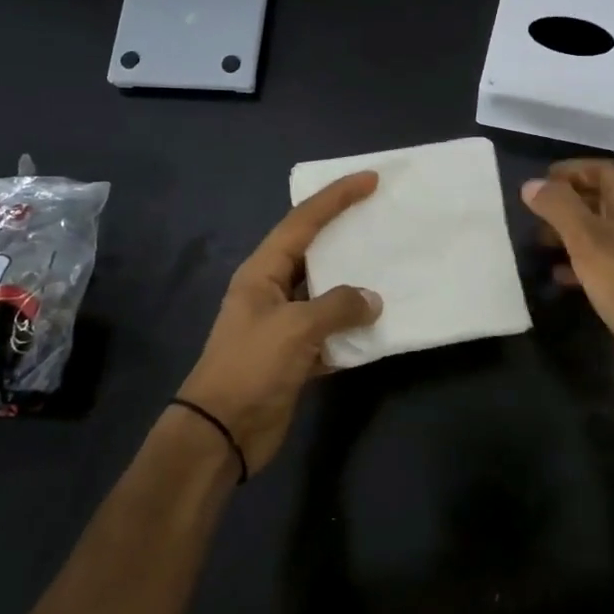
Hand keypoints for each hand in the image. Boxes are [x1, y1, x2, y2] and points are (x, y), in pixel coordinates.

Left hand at [177, 172, 383, 474]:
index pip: (302, 222)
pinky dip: (353, 331)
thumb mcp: (296, 328)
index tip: (369, 180)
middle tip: (383, 218)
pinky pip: (332, 333)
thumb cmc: (251, 367)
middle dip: (347, 236)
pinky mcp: (296, 356)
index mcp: (263, 272)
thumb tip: (372, 300)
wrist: (222, 432)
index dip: (335, 198)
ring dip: (355, 287)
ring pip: (326, 294)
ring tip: (392, 267)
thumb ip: (338, 307)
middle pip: (315, 253)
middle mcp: (273, 291)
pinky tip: (380, 326)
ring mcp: (284, 325)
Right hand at [521, 159, 613, 395]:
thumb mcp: (586, 240)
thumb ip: (558, 208)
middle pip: (600, 199)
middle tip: (535, 213)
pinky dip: (575, 262)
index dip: (574, 169)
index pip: (605, 171)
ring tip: (539, 242)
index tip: (543, 182)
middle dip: (566, 201)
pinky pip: (598, 262)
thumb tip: (531, 184)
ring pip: (596, 232)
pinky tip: (557, 276)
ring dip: (568, 232)